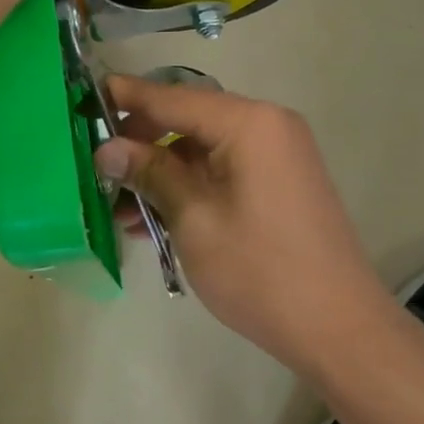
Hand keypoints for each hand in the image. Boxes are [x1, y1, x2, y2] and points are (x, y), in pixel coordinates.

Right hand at [93, 74, 394, 377]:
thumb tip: (106, 148)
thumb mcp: (194, 219)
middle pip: (187, 121)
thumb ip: (150, 174)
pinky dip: (187, 190)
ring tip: (116, 209)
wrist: (338, 329)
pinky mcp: (276, 185)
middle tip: (96, 165)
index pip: (174, 98)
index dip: (127, 97)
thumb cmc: (260, 270)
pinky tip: (151, 222)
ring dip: (159, 174)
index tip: (85, 94)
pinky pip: (220, 173)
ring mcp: (275, 156)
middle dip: (139, 144)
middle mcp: (266, 127)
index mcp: (249, 124)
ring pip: (200, 151)